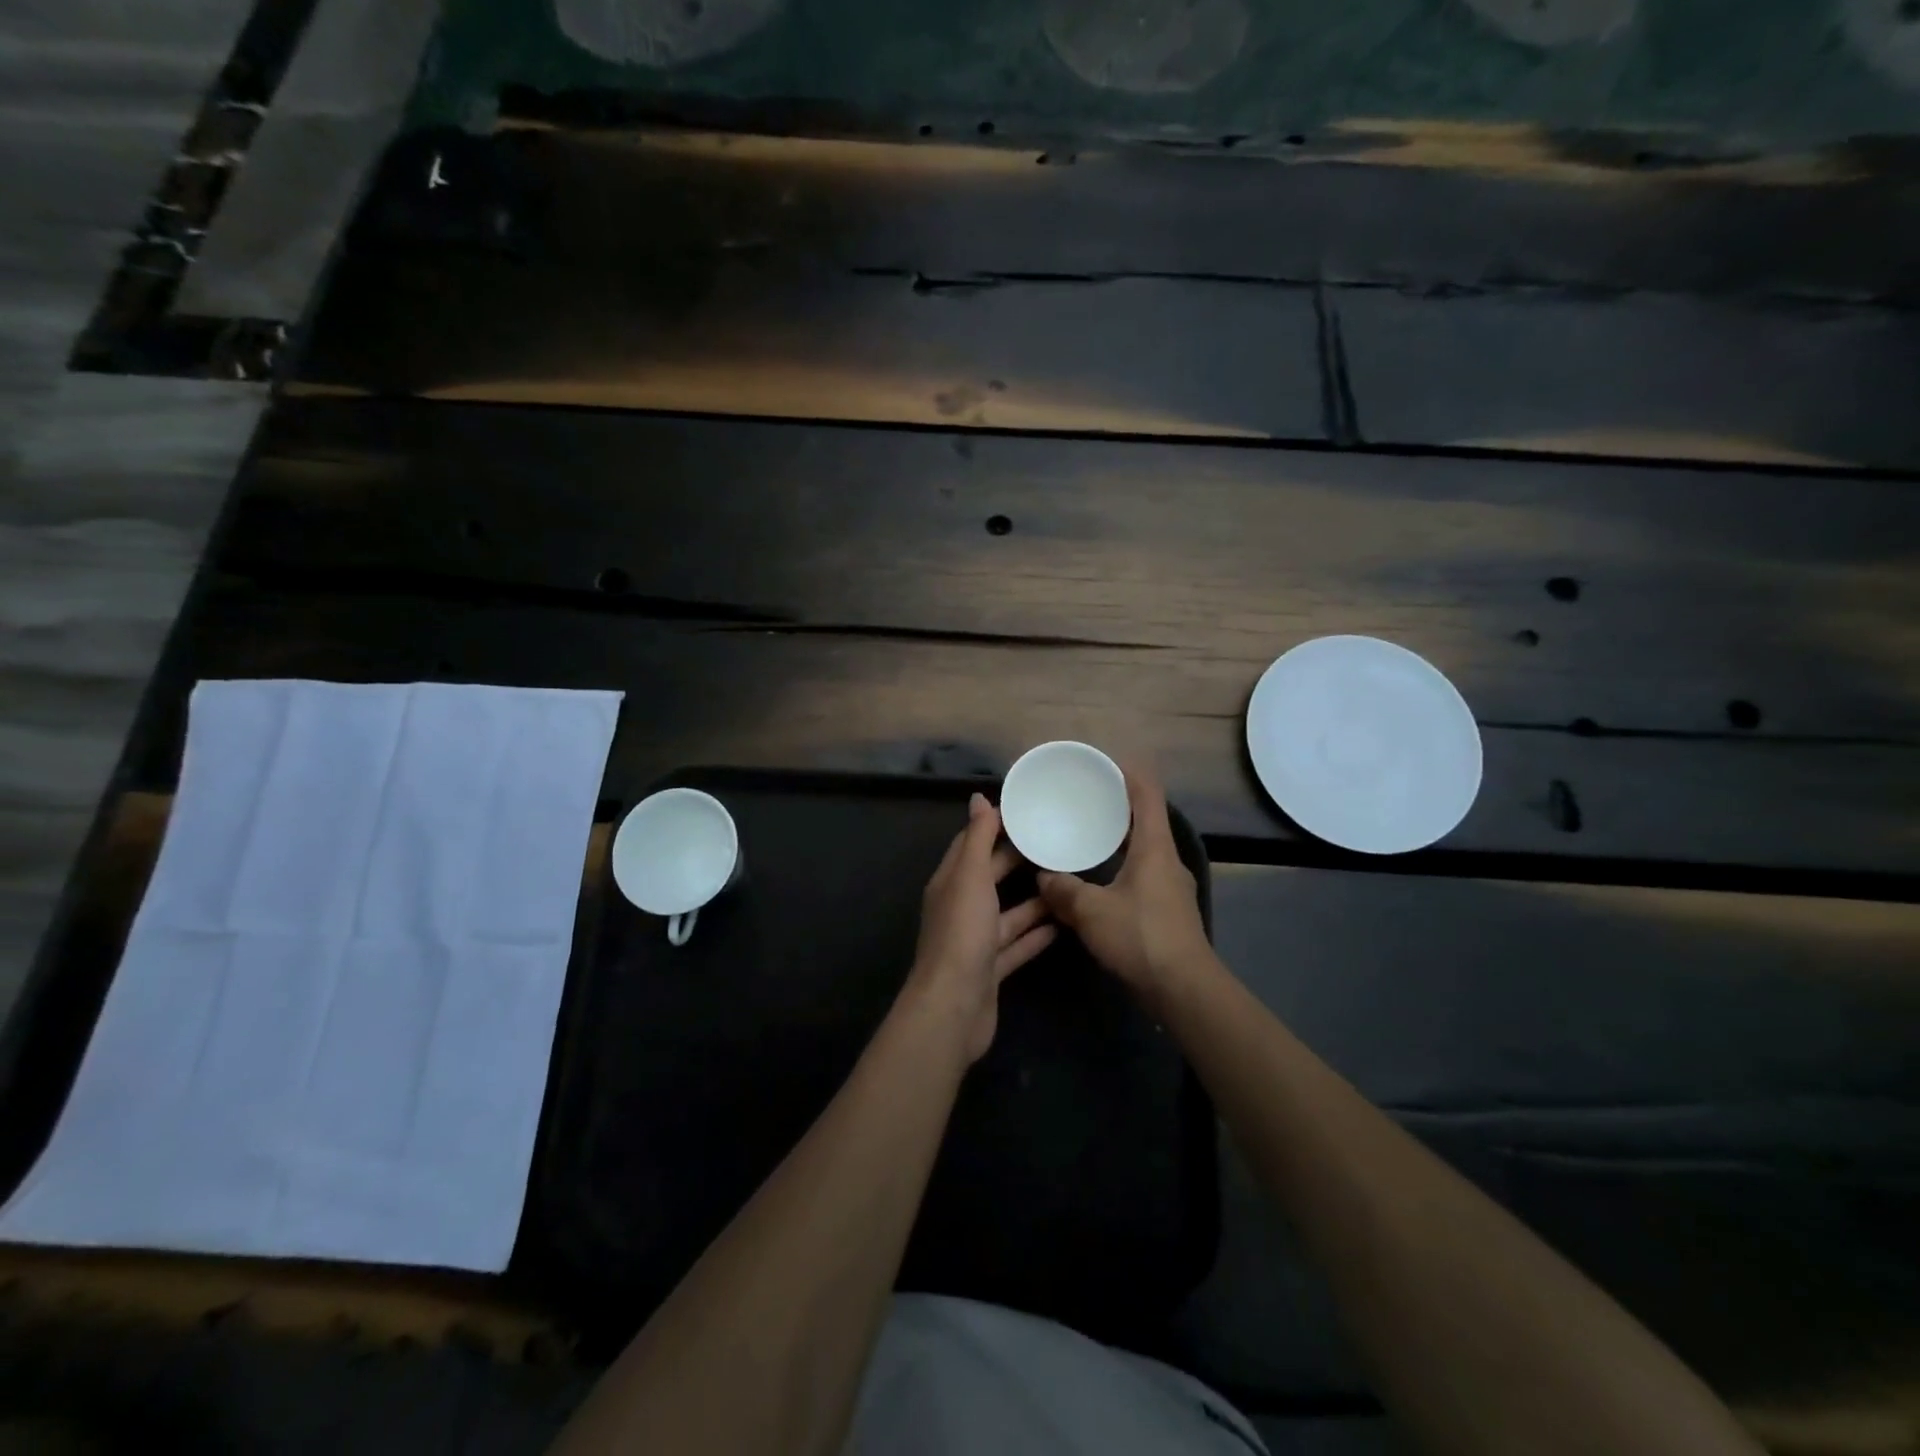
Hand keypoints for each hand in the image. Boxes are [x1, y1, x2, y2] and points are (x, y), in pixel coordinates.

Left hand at [906, 793, 1056, 1062]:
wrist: (954, 1007)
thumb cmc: (961, 933)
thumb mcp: (970, 877)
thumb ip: (977, 839)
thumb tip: (978, 798)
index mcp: (951, 882)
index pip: (971, 844)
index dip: (994, 826)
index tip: (1027, 811)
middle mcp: (961, 908)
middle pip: (992, 876)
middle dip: (1019, 860)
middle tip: (1057, 842)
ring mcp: (977, 941)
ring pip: (1009, 913)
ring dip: (1035, 900)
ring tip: (1069, 881)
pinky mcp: (992, 969)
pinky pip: (1018, 945)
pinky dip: (1037, 934)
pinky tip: (1064, 924)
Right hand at [1038, 763, 1210, 1005]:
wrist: (1184, 989)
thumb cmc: (1140, 937)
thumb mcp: (1091, 911)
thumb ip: (1064, 890)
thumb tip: (1044, 876)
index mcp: (1154, 847)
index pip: (1147, 795)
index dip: (1130, 774)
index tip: (1106, 763)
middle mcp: (1168, 860)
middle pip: (1147, 820)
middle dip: (1119, 807)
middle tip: (1086, 799)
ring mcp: (1173, 887)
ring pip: (1145, 850)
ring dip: (1121, 839)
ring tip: (1089, 836)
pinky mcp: (1170, 911)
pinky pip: (1144, 875)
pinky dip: (1123, 866)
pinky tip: (1101, 880)